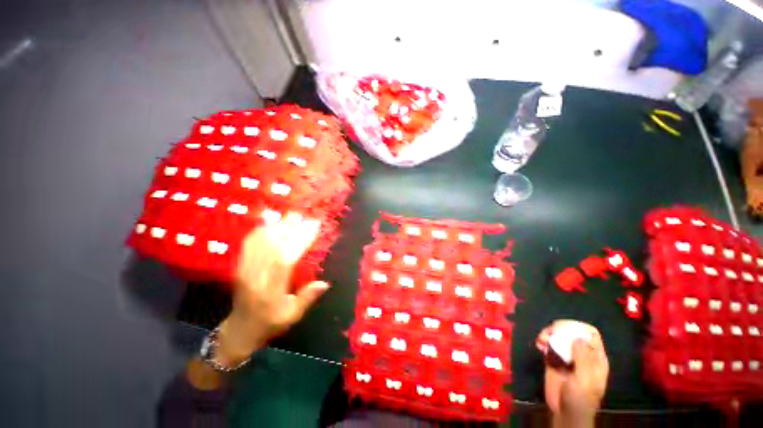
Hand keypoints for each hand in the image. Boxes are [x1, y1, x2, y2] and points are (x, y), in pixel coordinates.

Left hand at [215, 213, 330, 366]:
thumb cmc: (270, 323)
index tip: (313, 227)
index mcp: (270, 290)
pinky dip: (261, 229)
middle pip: (271, 245)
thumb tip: (324, 283)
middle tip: (305, 216)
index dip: (299, 241)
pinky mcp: (240, 265)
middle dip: (290, 228)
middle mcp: (255, 276)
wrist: (240, 329)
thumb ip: (307, 298)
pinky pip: (249, 242)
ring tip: (292, 216)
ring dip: (277, 226)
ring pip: (260, 241)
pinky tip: (271, 222)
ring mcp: (244, 269)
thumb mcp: (292, 316)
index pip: (284, 259)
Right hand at [536, 320, 608, 425]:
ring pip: (558, 337)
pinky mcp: (553, 359)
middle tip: (550, 331)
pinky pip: (548, 345)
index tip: (565, 328)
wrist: (564, 412)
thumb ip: (583, 358)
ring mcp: (566, 356)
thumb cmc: (580, 397)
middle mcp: (581, 353)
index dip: (579, 328)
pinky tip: (538, 344)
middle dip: (560, 329)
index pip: (591, 335)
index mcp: (595, 358)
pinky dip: (542, 341)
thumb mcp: (585, 379)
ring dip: (548, 334)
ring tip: (541, 338)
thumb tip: (577, 337)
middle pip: (571, 332)